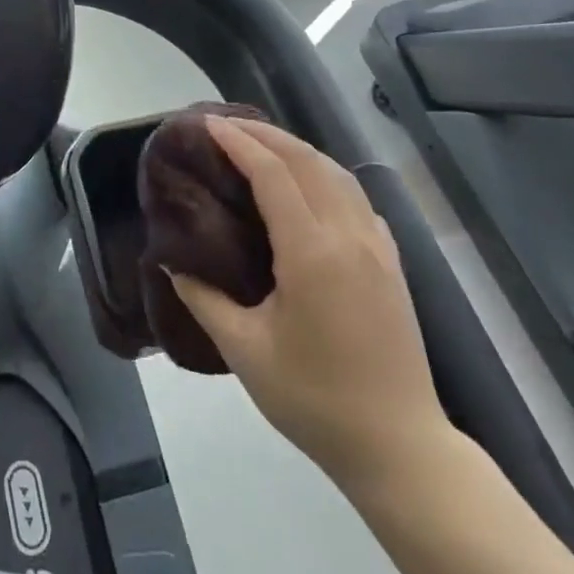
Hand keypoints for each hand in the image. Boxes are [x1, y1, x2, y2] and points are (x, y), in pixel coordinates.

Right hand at [167, 117, 451, 487]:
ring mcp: (377, 246)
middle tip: (225, 125)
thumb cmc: (316, 401)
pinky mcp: (392, 261)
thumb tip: (171, 264)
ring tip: (260, 145)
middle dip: (263, 134)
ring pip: (335, 172)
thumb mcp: (246, 352)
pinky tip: (308, 186)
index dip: (238, 142)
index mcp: (312, 252)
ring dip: (296, 149)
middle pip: (305, 160)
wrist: (401, 449)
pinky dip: (324, 174)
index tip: (207, 123)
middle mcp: (348, 235)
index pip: (272, 174)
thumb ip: (204, 300)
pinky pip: (356, 197)